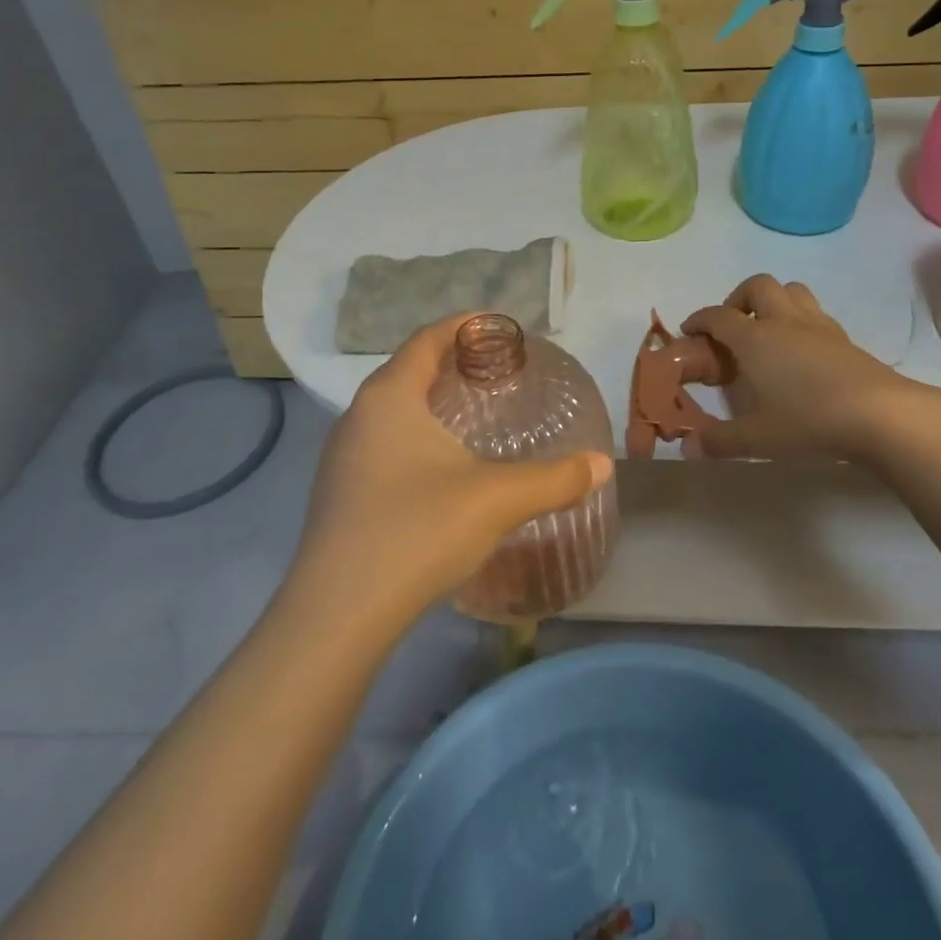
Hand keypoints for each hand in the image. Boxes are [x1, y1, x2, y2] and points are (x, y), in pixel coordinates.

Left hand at [289, 315, 613, 632]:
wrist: (338, 614)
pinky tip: (440, 470)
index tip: (497, 326)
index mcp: (390, 397)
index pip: (426, 339)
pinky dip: (414, 438)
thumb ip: (554, 479)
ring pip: (391, 411)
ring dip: (430, 403)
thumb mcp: (497, 500)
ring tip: (472, 416)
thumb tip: (602, 464)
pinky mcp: (338, 494)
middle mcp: (358, 416)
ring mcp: (341, 457)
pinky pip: (381, 445)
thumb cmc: (417, 531)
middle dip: (450, 363)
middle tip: (495, 371)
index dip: (462, 326)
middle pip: (407, 370)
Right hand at [682, 275, 940, 461]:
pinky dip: (799, 321)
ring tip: (767, 331)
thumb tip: (687, 448)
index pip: (718, 316)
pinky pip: (814, 313)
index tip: (689, 331)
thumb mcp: (757, 437)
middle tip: (733, 326)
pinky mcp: (844, 338)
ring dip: (773, 302)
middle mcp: (783, 322)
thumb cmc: (809, 420)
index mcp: (755, 339)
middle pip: (757, 286)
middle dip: (738, 299)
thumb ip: (719, 441)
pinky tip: (800, 351)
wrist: (880, 415)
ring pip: (791, 291)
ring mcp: (818, 326)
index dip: (699, 319)